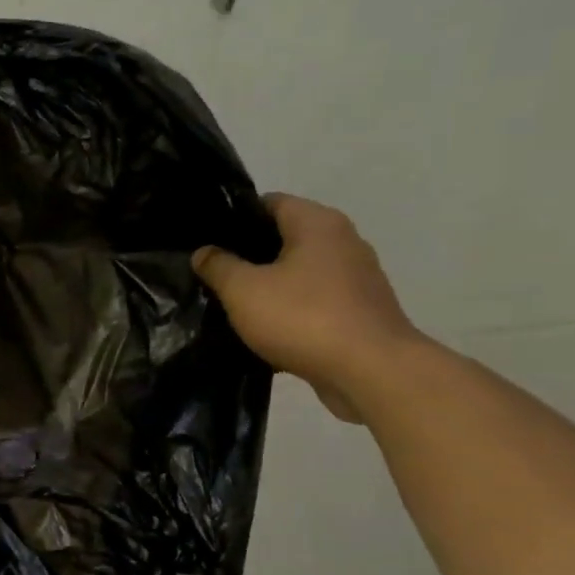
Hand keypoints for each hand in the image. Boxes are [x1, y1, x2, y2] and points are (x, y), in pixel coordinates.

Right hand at [192, 194, 423, 422]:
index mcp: (317, 224)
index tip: (207, 240)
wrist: (370, 372)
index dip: (235, 218)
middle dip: (250, 254)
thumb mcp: (243, 290)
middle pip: (285, 237)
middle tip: (213, 273)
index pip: (269, 203)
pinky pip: (314, 300)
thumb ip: (218, 266)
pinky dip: (290, 309)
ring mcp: (357, 277)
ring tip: (233, 303)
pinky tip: (265, 329)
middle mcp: (343, 241)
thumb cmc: (302, 318)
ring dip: (269, 285)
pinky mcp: (360, 310)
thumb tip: (204, 251)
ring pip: (299, 271)